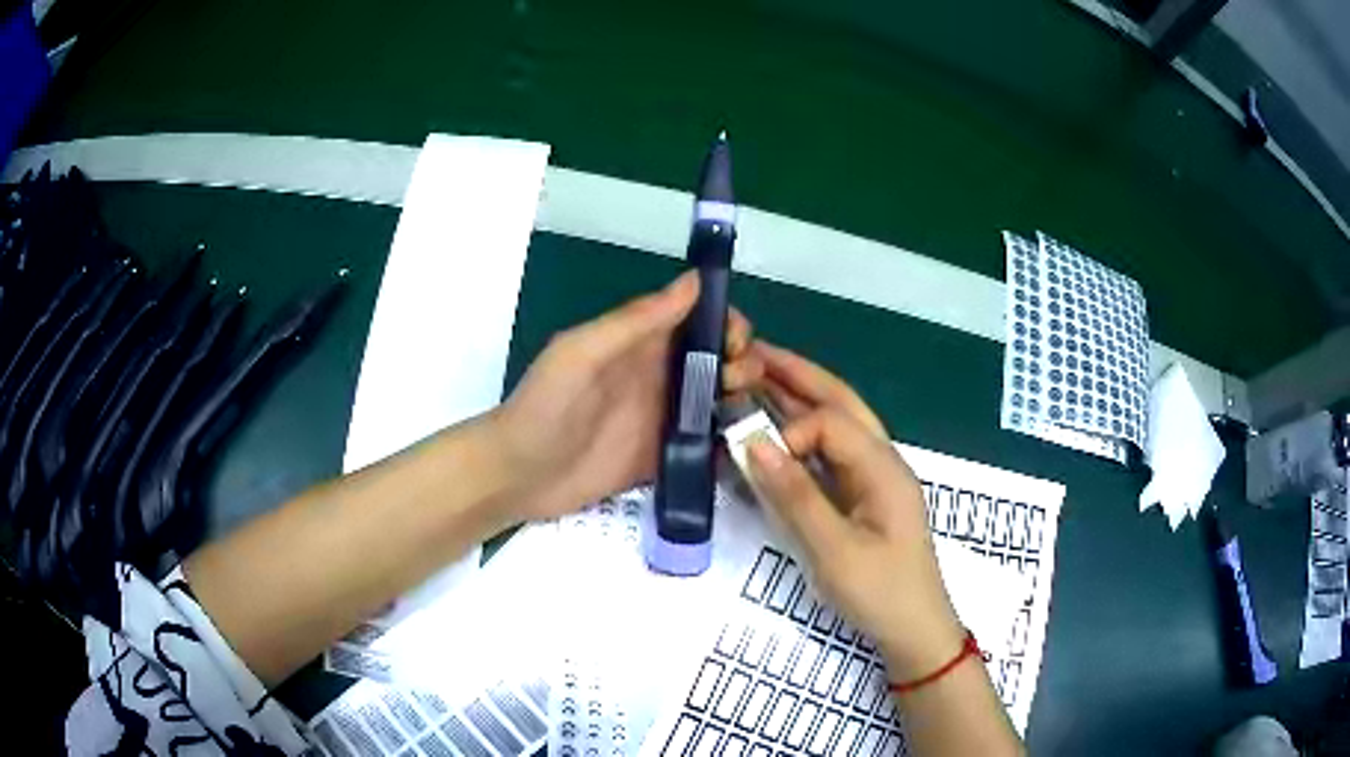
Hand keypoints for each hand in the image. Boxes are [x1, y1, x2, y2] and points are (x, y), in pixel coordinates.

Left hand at [488, 273, 756, 522]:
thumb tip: (695, 281)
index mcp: (641, 343)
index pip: (699, 320)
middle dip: (743, 364)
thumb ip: (635, 321)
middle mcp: (660, 375)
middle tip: (737, 385)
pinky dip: (730, 441)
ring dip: (742, 400)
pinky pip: (709, 442)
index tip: (738, 344)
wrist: (519, 475)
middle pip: (718, 359)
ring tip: (745, 415)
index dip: (728, 324)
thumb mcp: (582, 354)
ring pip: (720, 399)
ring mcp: (665, 418)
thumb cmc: (545, 407)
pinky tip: (745, 447)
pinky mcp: (666, 455)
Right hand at [741, 345, 963, 681]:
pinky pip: (831, 452)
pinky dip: (803, 432)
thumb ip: (796, 496)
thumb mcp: (836, 550)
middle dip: (798, 374)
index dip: (791, 430)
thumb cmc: (881, 592)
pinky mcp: (862, 496)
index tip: (757, 460)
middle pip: (841, 402)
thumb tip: (753, 444)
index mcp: (883, 467)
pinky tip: (781, 428)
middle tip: (752, 352)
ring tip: (760, 374)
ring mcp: (873, 477)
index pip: (832, 423)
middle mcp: (881, 460)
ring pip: (837, 423)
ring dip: (801, 396)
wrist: (914, 629)